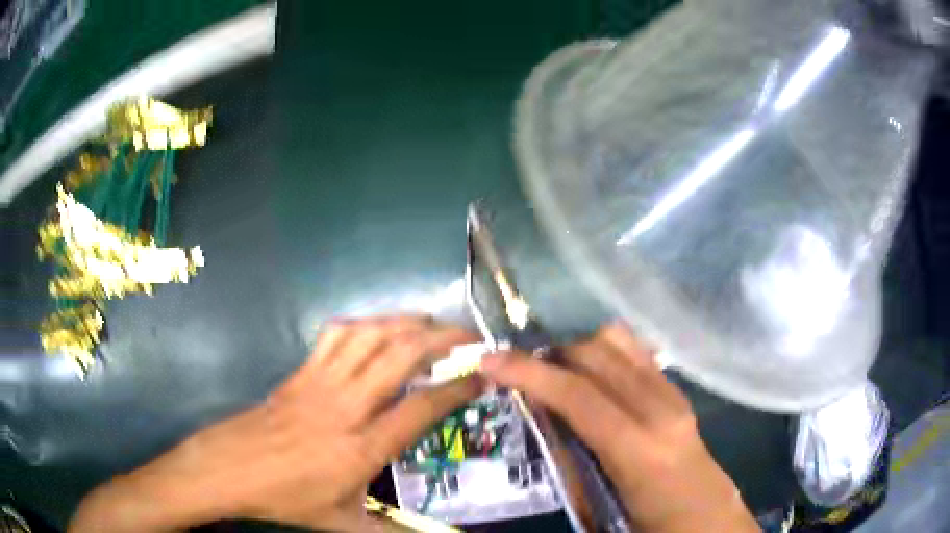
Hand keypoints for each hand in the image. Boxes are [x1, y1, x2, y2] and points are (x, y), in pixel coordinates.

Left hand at [69, 316, 483, 532]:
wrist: (230, 470)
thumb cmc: (288, 499)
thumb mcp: (343, 524)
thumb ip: (390, 532)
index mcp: (363, 447)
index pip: (422, 409)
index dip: (457, 388)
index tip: (482, 376)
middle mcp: (347, 406)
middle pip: (401, 355)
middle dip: (443, 339)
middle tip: (469, 337)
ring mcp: (321, 382)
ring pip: (370, 335)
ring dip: (406, 323)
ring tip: (431, 325)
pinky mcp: (301, 372)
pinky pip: (336, 335)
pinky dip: (364, 324)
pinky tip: (377, 329)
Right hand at [479, 323, 759, 532]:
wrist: (708, 518)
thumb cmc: (653, 525)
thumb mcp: (600, 511)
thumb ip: (569, 467)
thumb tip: (544, 422)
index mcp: (640, 450)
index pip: (579, 395)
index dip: (531, 373)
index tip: (490, 360)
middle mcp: (659, 408)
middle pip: (598, 355)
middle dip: (549, 352)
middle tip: (512, 364)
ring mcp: (673, 394)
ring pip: (618, 343)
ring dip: (576, 347)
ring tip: (548, 366)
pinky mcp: (677, 392)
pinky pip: (635, 353)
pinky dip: (602, 350)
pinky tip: (586, 369)